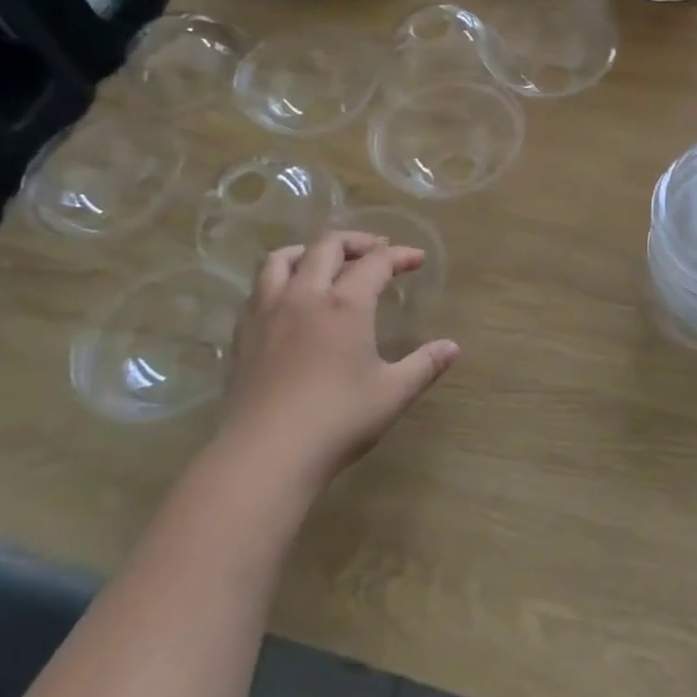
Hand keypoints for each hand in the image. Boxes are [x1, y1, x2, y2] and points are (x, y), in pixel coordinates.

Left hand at [219, 231, 458, 491]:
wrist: (265, 454)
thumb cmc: (337, 420)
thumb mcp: (392, 394)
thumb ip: (424, 365)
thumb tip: (452, 347)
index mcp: (346, 304)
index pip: (376, 262)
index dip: (399, 255)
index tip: (416, 259)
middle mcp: (305, 295)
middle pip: (327, 246)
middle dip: (356, 242)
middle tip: (376, 251)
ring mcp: (268, 312)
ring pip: (282, 258)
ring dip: (309, 250)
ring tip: (325, 260)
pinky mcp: (243, 333)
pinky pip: (259, 287)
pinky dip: (280, 278)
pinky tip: (289, 298)